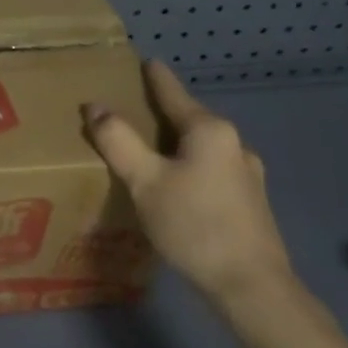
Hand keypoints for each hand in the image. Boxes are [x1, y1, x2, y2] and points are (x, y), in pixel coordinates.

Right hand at [82, 61, 292, 311]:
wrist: (252, 286)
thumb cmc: (194, 225)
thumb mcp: (145, 181)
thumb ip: (118, 140)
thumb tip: (95, 106)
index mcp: (209, 130)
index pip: (174, 93)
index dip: (156, 78)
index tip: (147, 61)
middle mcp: (234, 144)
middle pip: (189, 119)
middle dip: (162, 114)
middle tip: (132, 112)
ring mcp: (247, 174)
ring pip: (202, 147)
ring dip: (176, 145)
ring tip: (150, 153)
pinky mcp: (251, 202)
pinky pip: (211, 170)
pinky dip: (190, 168)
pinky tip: (178, 188)